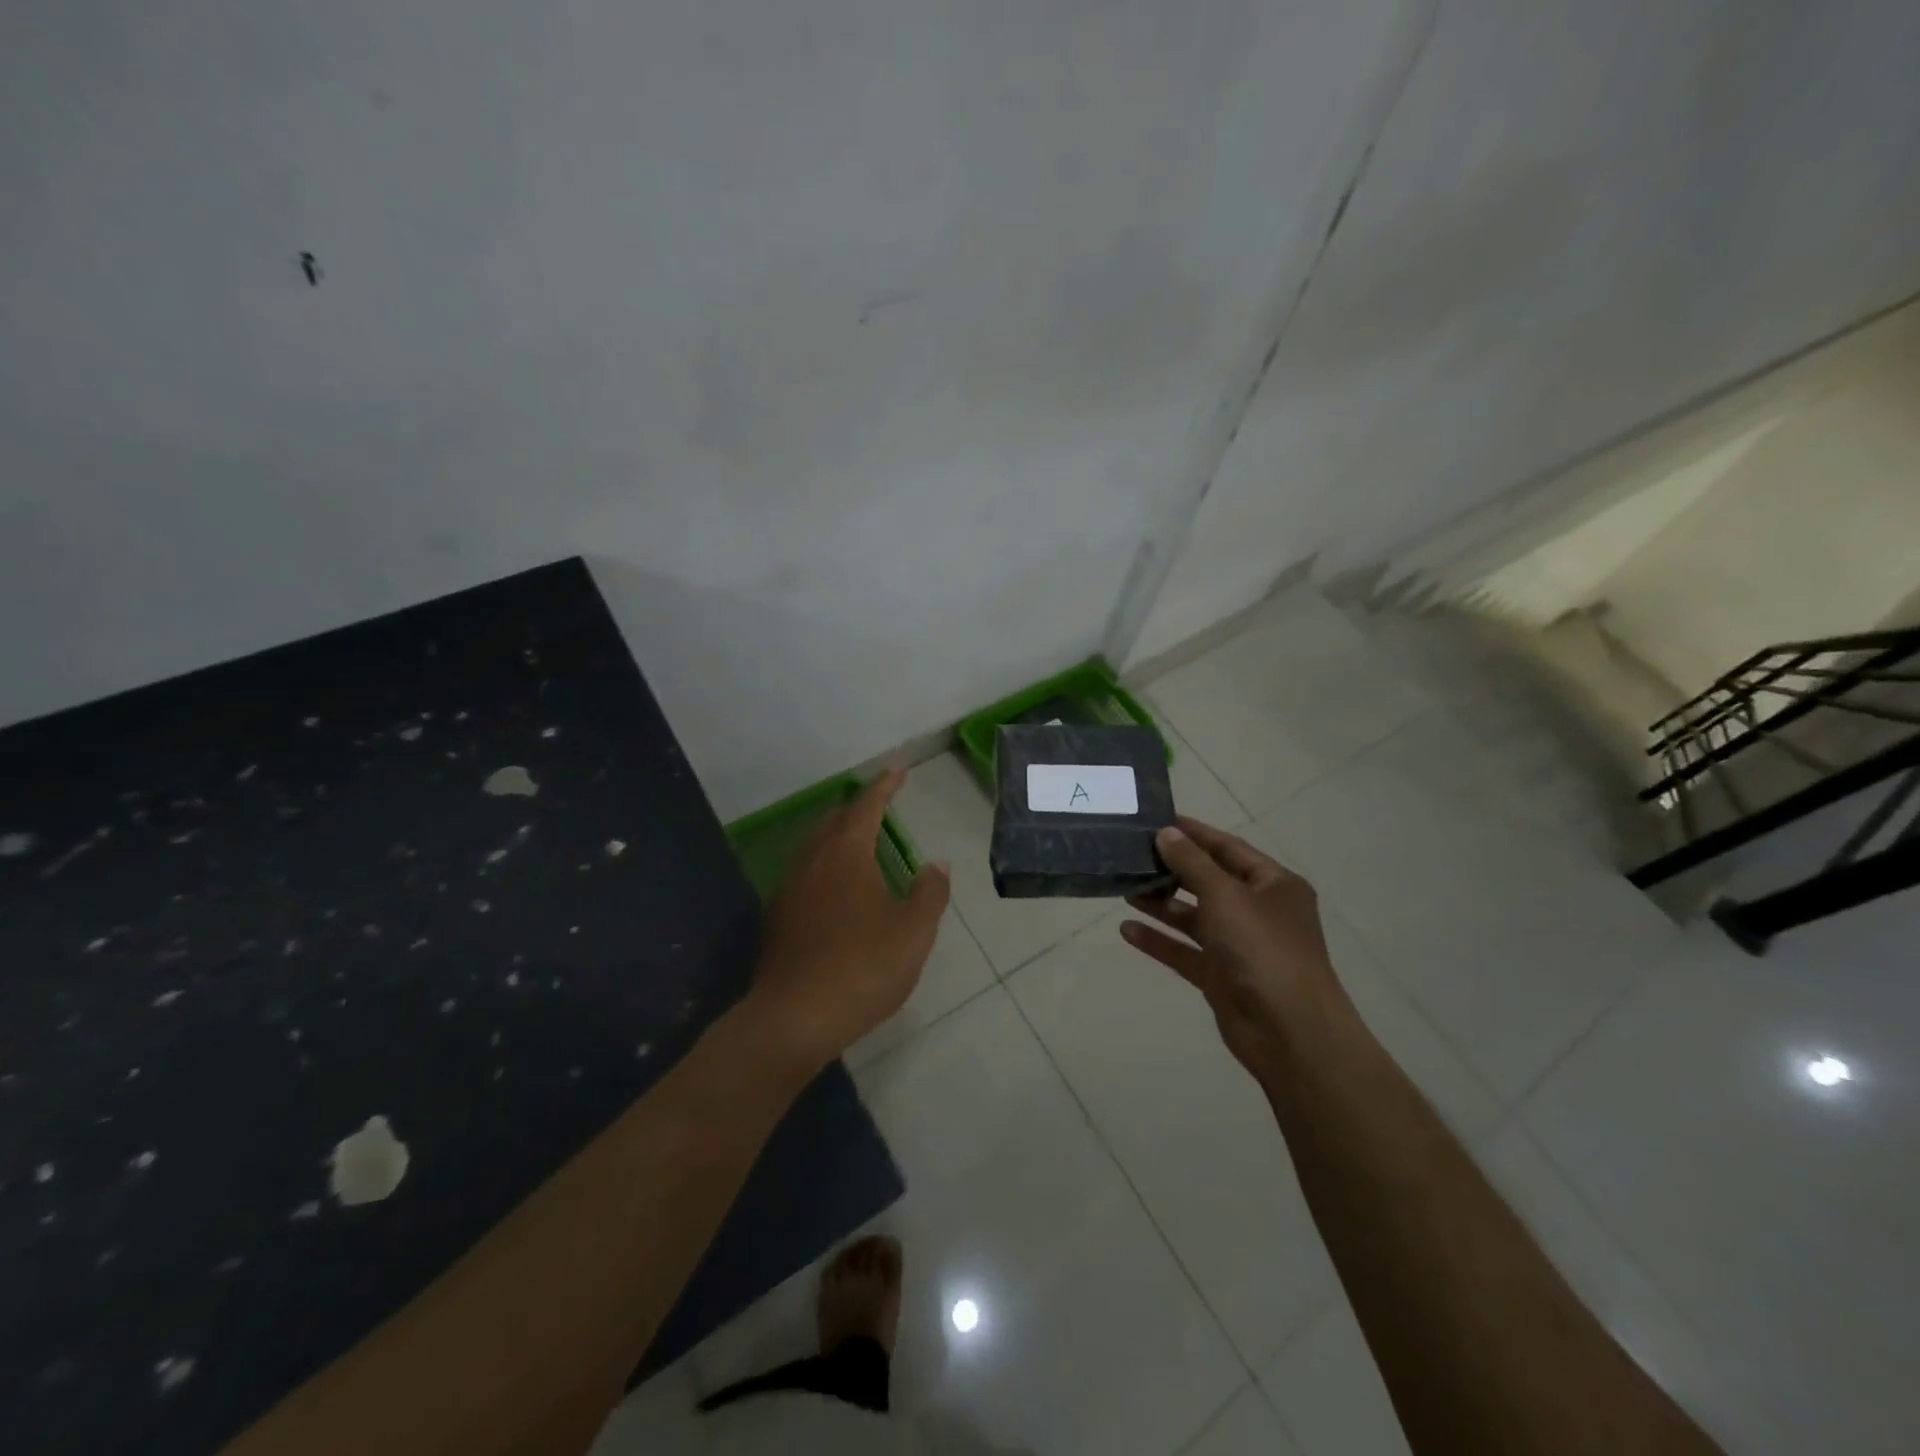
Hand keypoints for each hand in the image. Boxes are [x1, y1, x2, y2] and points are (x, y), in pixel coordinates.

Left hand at [748, 770, 950, 1071]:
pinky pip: (805, 875)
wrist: (794, 1018)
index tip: (898, 771)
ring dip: (839, 838)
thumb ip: (929, 893)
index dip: (884, 786)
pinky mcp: (778, 918)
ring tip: (861, 846)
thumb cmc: (862, 968)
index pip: (866, 806)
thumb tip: (935, 864)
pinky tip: (837, 892)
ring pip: (815, 848)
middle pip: (834, 821)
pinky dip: (826, 867)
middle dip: (858, 809)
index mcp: (846, 854)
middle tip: (881, 807)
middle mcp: (812, 861)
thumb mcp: (913, 932)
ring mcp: (789, 889)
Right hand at [1120, 817, 1348, 1077]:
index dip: (1194, 833)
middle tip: (1132, 854)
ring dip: (1161, 904)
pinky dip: (1159, 940)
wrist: (1289, 1032)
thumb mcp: (1225, 896)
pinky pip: (1185, 951)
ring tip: (1124, 888)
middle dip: (1172, 869)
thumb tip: (1166, 832)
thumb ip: (1192, 863)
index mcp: (1273, 884)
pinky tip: (1127, 930)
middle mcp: (1258, 911)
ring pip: (1194, 917)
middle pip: (1209, 881)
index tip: (1157, 820)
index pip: (1228, 848)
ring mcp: (1239, 945)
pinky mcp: (1221, 975)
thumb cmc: (1262, 949)